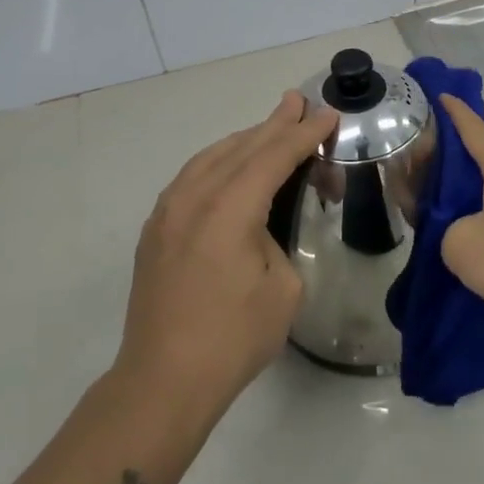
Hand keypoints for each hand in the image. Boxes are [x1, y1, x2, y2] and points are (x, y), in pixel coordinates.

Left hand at [119, 91, 337, 415]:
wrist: (162, 382)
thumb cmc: (233, 338)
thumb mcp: (282, 288)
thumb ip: (276, 241)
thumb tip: (260, 230)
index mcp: (229, 209)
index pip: (274, 156)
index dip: (304, 134)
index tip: (328, 114)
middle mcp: (193, 198)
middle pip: (242, 147)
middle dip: (275, 124)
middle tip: (299, 101)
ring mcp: (167, 212)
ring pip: (212, 157)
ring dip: (245, 140)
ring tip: (271, 126)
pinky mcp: (156, 230)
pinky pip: (192, 177)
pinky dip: (219, 162)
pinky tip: (230, 164)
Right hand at [437, 95, 483, 338]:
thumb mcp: (462, 245)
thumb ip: (446, 229)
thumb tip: (462, 232)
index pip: (473, 128)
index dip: (453, 113)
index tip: (440, 96)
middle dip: (453, 158)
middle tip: (422, 168)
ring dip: (471, 190)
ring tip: (444, 205)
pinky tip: (477, 234)